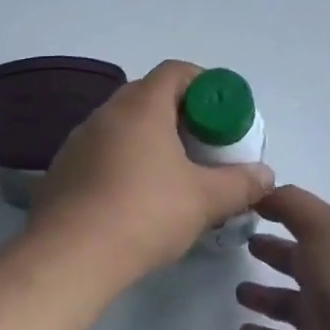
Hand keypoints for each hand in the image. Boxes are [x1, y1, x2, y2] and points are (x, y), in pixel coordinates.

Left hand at [32, 60, 274, 285]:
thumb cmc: (144, 213)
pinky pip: (102, 150)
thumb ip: (240, 183)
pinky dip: (123, 160)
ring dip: (149, 138)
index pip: (176, 71)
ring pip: (124, 124)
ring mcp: (80, 139)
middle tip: (201, 143)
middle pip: (150, 95)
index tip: (220, 113)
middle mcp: (108, 111)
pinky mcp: (63, 169)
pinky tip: (134, 197)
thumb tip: (266, 175)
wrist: (68, 258)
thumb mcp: (204, 200)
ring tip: (171, 173)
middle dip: (179, 113)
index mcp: (142, 105)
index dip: (203, 84)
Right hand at [236, 186, 329, 329]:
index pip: (306, 222)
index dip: (280, 211)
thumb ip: (292, 205)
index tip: (248, 205)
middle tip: (243, 245)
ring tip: (238, 291)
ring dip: (265, 297)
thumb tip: (263, 190)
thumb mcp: (323, 229)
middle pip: (298, 261)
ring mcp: (325, 323)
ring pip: (288, 303)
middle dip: (273, 251)